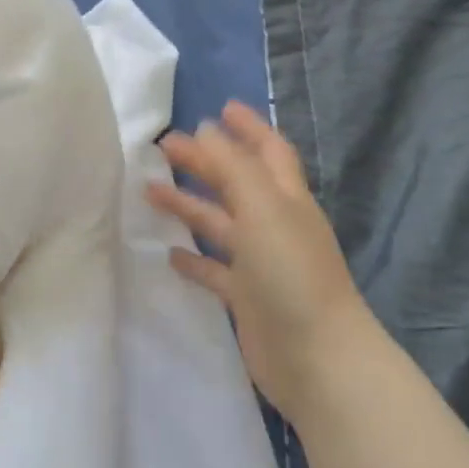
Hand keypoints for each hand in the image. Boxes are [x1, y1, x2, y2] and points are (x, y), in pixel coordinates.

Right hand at [147, 101, 371, 422]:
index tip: (221, 107)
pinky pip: (214, 269)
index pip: (268, 150)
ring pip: (219, 222)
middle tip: (165, 145)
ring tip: (149, 190)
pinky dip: (193, 259)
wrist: (319, 360)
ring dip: (188, 205)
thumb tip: (206, 129)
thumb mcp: (263, 206)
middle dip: (204, 161)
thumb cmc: (291, 271)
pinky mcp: (246, 298)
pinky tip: (168, 253)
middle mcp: (274, 224)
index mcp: (285, 197)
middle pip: (235, 182)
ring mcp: (260, 262)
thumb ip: (232, 166)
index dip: (249, 127)